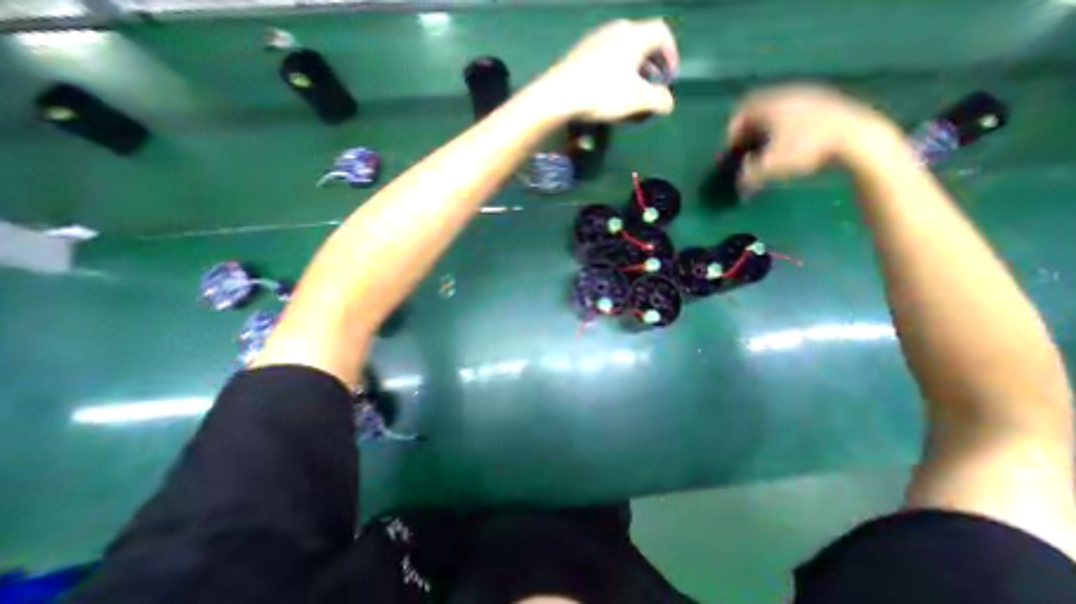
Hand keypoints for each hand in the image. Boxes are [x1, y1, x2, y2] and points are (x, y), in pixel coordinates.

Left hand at [538, 16, 678, 118]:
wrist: (560, 94)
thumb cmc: (603, 93)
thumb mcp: (636, 100)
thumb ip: (658, 100)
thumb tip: (669, 103)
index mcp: (634, 35)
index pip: (663, 34)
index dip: (671, 55)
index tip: (669, 78)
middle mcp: (617, 30)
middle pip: (643, 43)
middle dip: (652, 67)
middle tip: (652, 88)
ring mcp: (596, 39)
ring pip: (623, 52)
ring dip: (633, 72)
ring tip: (631, 94)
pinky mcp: (581, 53)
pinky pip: (607, 59)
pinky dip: (616, 72)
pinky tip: (609, 92)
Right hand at [731, 86, 904, 191]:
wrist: (858, 140)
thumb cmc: (806, 150)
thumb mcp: (769, 168)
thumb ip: (747, 176)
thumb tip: (739, 183)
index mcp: (772, 105)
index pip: (741, 113)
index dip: (731, 133)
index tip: (731, 150)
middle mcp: (790, 95)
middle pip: (758, 111)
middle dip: (748, 132)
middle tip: (746, 151)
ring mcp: (811, 97)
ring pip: (778, 112)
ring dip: (767, 130)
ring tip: (767, 150)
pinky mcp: (828, 104)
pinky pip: (796, 113)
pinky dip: (786, 128)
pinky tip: (790, 144)